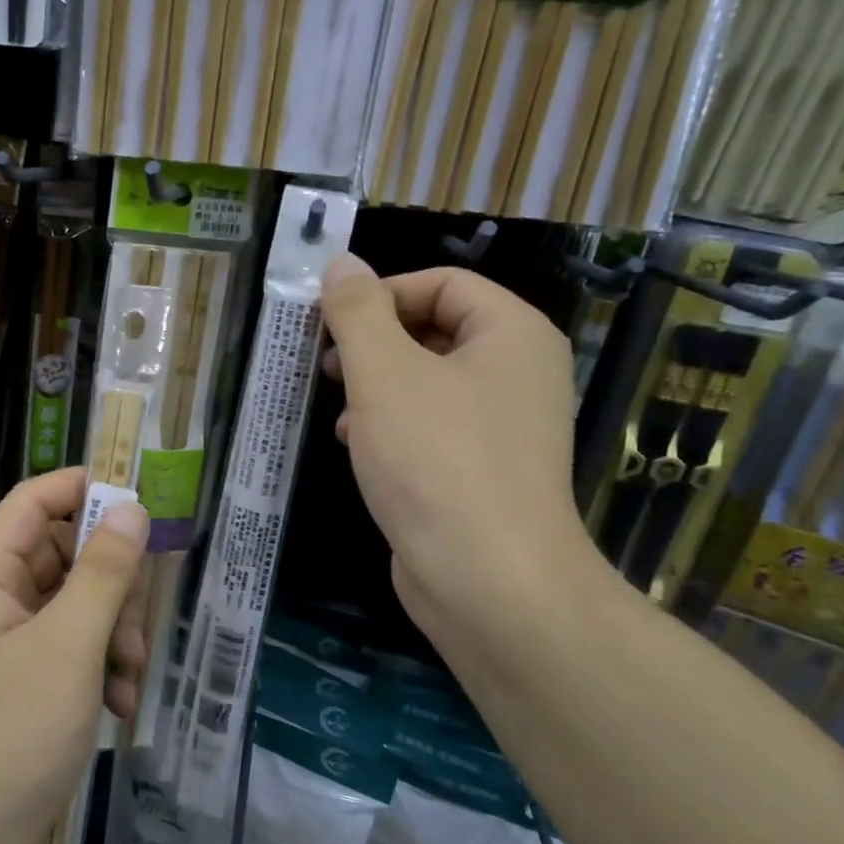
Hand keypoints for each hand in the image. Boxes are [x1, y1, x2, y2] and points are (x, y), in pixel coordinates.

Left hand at [0, 468, 148, 843]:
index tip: (140, 502)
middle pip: (65, 552)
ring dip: (114, 633)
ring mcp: (11, 644)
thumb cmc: (11, 736)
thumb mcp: (69, 645)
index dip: (84, 489)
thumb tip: (132, 508)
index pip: (34, 500)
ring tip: (128, 679)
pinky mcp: (27, 684)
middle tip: (134, 624)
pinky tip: (119, 708)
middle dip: (111, 584)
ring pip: (78, 604)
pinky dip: (102, 668)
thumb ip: (103, 571)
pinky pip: (74, 649)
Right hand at [319, 255, 597, 650]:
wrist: (488, 579)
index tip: (330, 324)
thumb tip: (341, 263)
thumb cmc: (436, 460)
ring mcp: (503, 426)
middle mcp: (517, 372)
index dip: (382, 294)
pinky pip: (432, 426)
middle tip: (326, 363)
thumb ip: (358, 312)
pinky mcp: (482, 471)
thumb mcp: (384, 373)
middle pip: (436, 330)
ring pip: (428, 381)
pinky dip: (391, 425)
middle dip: (374, 342)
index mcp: (511, 334)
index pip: (443, 283)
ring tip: (337, 408)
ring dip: (376, 385)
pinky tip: (356, 445)